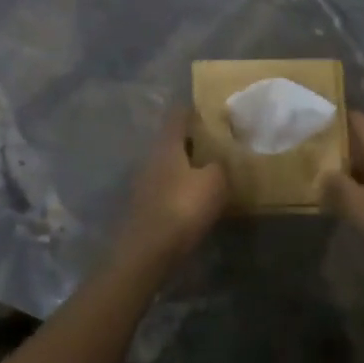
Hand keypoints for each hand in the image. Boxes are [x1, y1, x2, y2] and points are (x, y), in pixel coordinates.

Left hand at [113, 109, 227, 270]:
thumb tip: (218, 160)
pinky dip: (180, 187)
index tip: (209, 110)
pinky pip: (166, 187)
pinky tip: (193, 198)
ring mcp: (144, 182)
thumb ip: (219, 165)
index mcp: (167, 144)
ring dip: (185, 165)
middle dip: (191, 140)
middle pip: (172, 140)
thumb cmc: (182, 208)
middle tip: (215, 142)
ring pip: (168, 164)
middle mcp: (151, 157)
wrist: (147, 252)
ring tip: (208, 171)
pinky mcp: (144, 206)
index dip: (192, 110)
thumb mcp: (214, 183)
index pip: (177, 116)